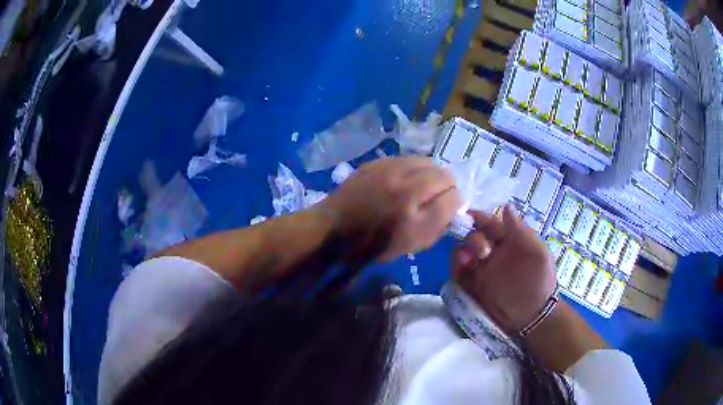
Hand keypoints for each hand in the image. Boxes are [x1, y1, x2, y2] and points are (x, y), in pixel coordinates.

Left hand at [318, 157, 460, 260]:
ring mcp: (387, 167)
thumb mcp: (413, 242)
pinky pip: (404, 159)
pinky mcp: (375, 163)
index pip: (451, 190)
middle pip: (441, 171)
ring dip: (429, 174)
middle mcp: (403, 181)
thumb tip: (455, 199)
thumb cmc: (374, 242)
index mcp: (413, 203)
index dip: (454, 199)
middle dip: (445, 184)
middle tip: (436, 197)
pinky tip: (401, 182)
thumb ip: (440, 220)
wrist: (333, 229)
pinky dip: (411, 169)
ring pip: (424, 161)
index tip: (447, 207)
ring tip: (420, 188)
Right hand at [451, 206, 556, 333]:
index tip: (470, 214)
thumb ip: (522, 231)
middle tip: (480, 250)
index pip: (490, 224)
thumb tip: (506, 207)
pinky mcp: (472, 287)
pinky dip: (456, 268)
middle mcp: (492, 253)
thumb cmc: (540, 282)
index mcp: (508, 241)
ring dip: (461, 251)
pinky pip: (458, 273)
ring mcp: (481, 270)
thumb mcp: (538, 254)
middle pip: (474, 237)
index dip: (480, 217)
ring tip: (468, 259)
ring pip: (462, 253)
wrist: (533, 316)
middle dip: (472, 237)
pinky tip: (463, 268)